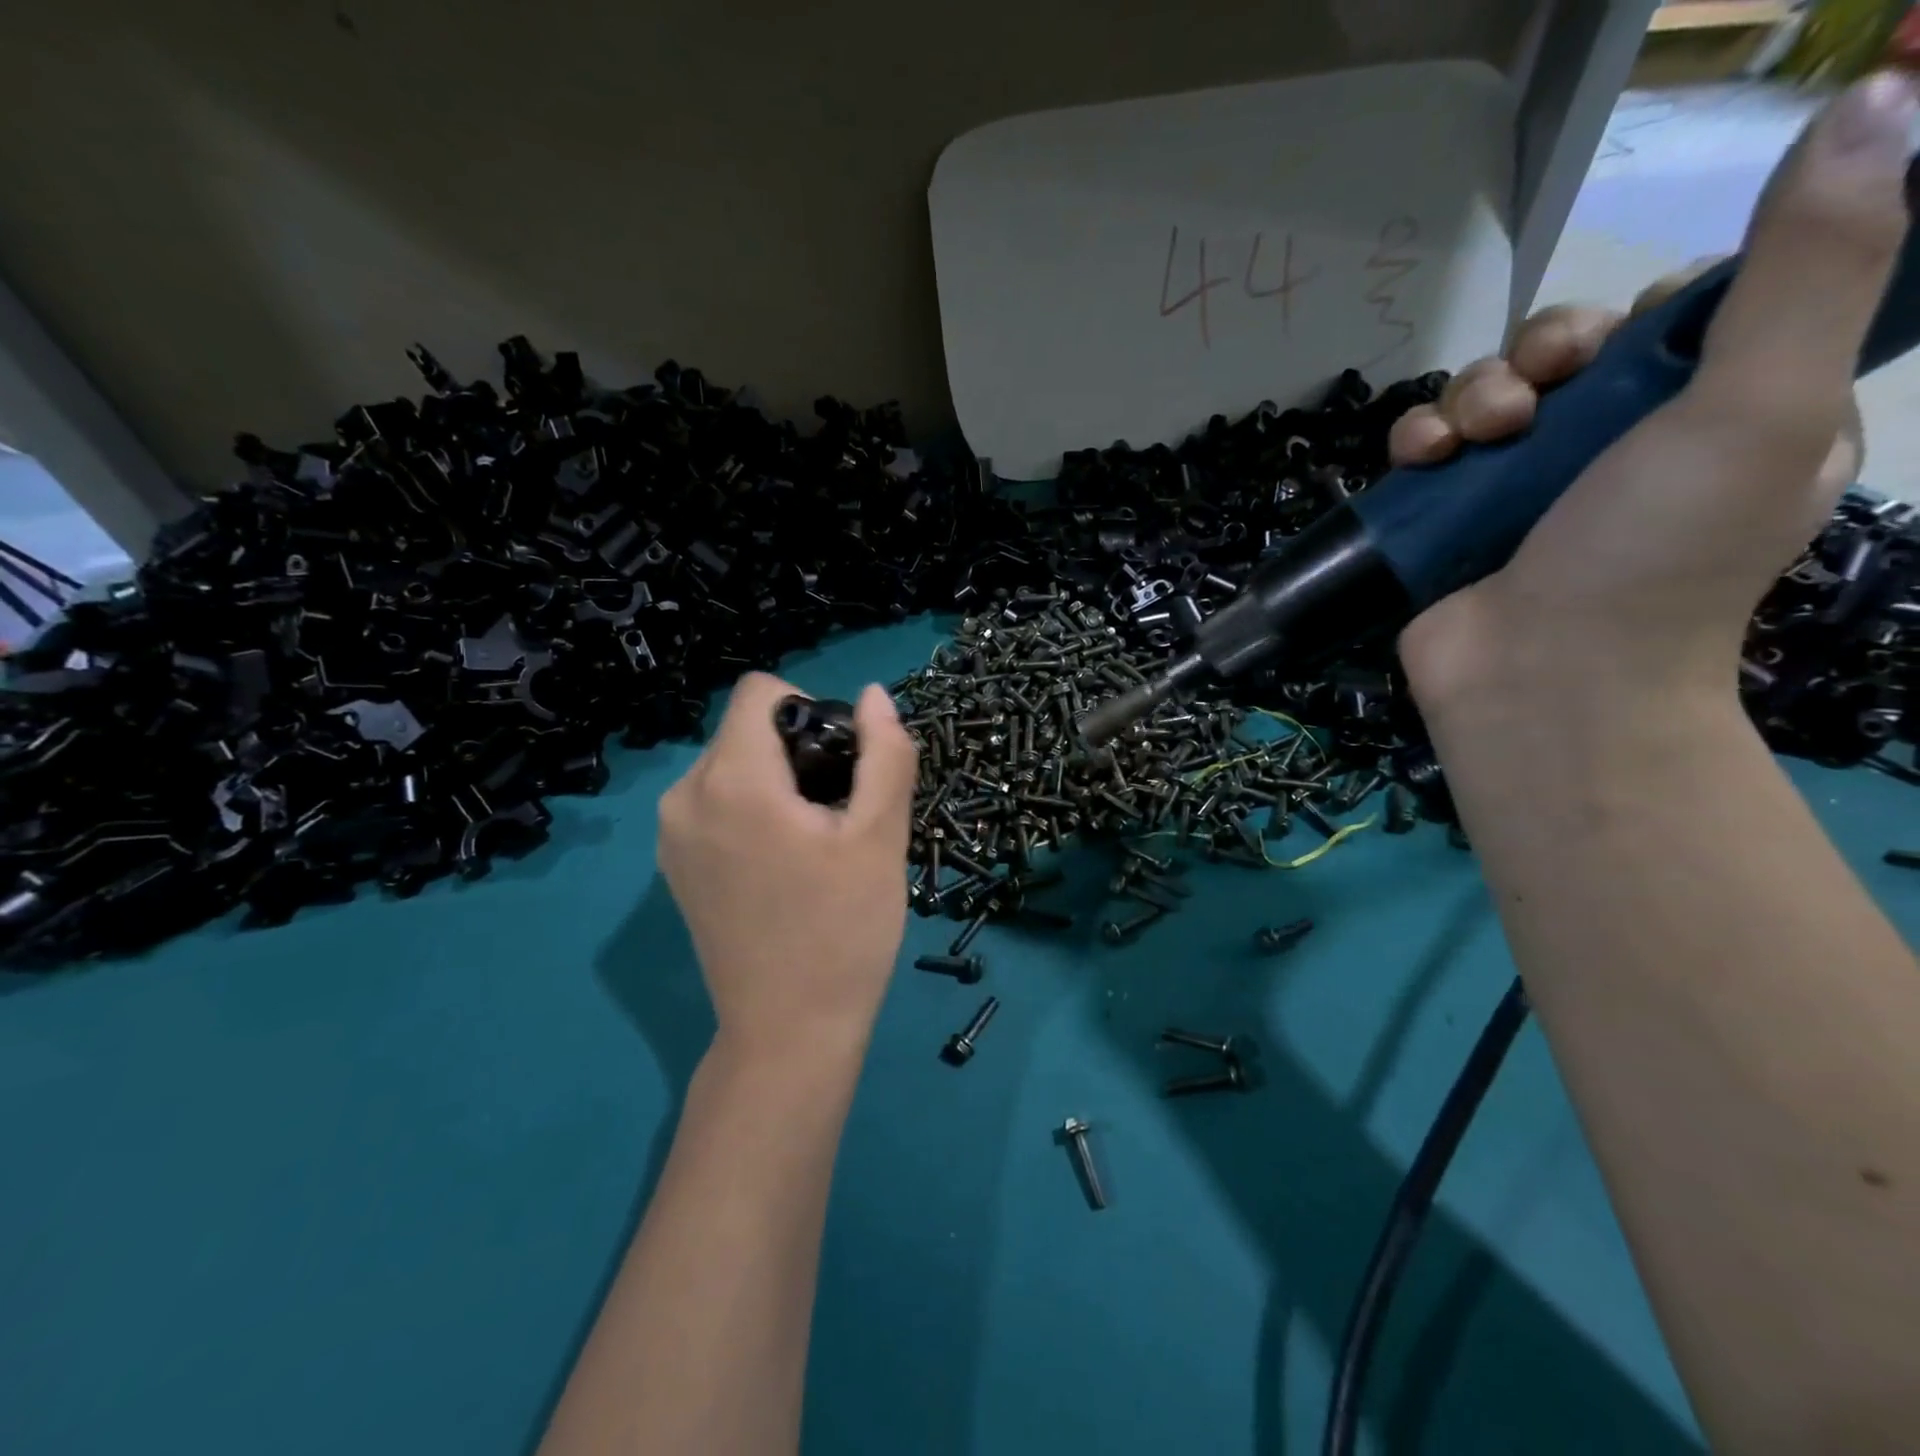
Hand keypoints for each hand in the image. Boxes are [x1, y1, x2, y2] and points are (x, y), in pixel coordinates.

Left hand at [657, 673, 918, 1059]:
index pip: (761, 691)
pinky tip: (782, 863)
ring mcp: (670, 834)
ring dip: (776, 779)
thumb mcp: (880, 836)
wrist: (788, 1033)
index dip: (811, 708)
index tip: (842, 764)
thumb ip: (884, 754)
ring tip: (813, 840)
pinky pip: (714, 802)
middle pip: (745, 728)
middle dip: (796, 748)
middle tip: (837, 812)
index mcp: (732, 779)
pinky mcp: (673, 865)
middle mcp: (685, 795)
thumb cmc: (843, 931)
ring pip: (730, 764)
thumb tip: (873, 695)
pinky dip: (751, 808)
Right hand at [1389, 73, 1910, 733]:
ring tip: (1473, 439)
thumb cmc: (1654, 556)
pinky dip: (1418, 438)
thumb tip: (1871, 100)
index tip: (1629, 339)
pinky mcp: (1454, 517)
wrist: (1538, 680)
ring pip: (1490, 392)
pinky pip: (1430, 447)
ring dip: (1472, 394)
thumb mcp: (1759, 408)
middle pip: (1571, 350)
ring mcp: (1527, 487)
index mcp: (1726, 415)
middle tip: (1538, 394)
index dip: (1648, 308)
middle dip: (1543, 352)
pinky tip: (1420, 458)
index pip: (1685, 318)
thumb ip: (1810, 267)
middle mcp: (1623, 447)